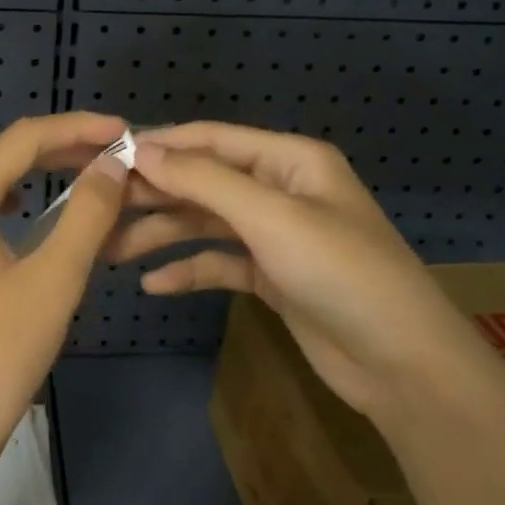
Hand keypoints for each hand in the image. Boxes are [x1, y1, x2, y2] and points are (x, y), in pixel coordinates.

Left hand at [0, 111, 130, 484]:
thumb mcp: (54, 283)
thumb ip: (87, 214)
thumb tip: (111, 165)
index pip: (23, 140)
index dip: (77, 129)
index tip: (123, 132)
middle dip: (42, 147)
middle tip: (93, 158)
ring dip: (6, 169)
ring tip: (54, 181)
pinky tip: (8, 222)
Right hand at [111, 122, 484, 415]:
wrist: (403, 365)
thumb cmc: (340, 273)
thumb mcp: (271, 217)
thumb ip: (203, 180)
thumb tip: (141, 150)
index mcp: (289, 160)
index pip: (212, 139)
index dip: (160, 145)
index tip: (106, 157)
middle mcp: (280, 190)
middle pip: (204, 182)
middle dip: (154, 194)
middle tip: (100, 209)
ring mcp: (276, 235)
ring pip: (206, 224)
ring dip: (162, 235)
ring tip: (111, 252)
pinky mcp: (272, 276)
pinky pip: (220, 263)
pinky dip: (189, 271)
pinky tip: (154, 285)